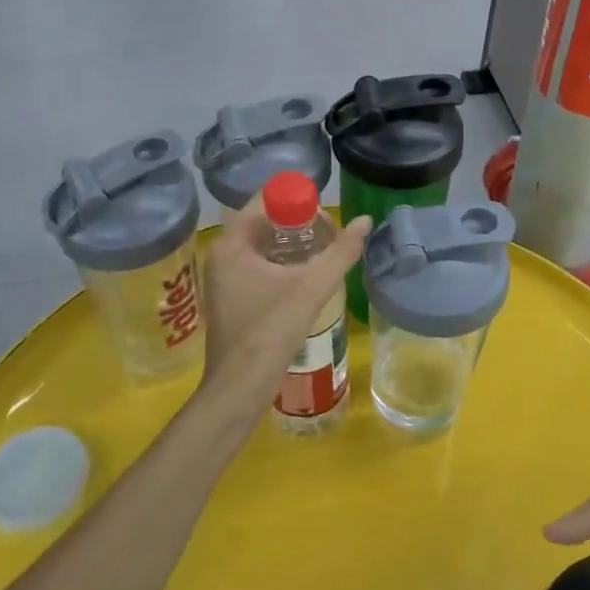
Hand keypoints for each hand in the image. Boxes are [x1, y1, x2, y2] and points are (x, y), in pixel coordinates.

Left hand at [197, 202, 370, 426]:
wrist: (240, 389)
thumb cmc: (270, 331)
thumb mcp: (311, 287)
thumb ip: (341, 252)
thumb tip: (366, 220)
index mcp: (232, 244)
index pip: (265, 200)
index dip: (298, 201)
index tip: (326, 217)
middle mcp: (223, 254)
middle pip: (265, 221)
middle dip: (300, 223)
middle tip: (331, 236)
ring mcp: (225, 277)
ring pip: (264, 245)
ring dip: (294, 244)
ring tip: (325, 254)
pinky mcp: (232, 297)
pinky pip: (260, 265)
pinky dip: (284, 263)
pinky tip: (308, 276)